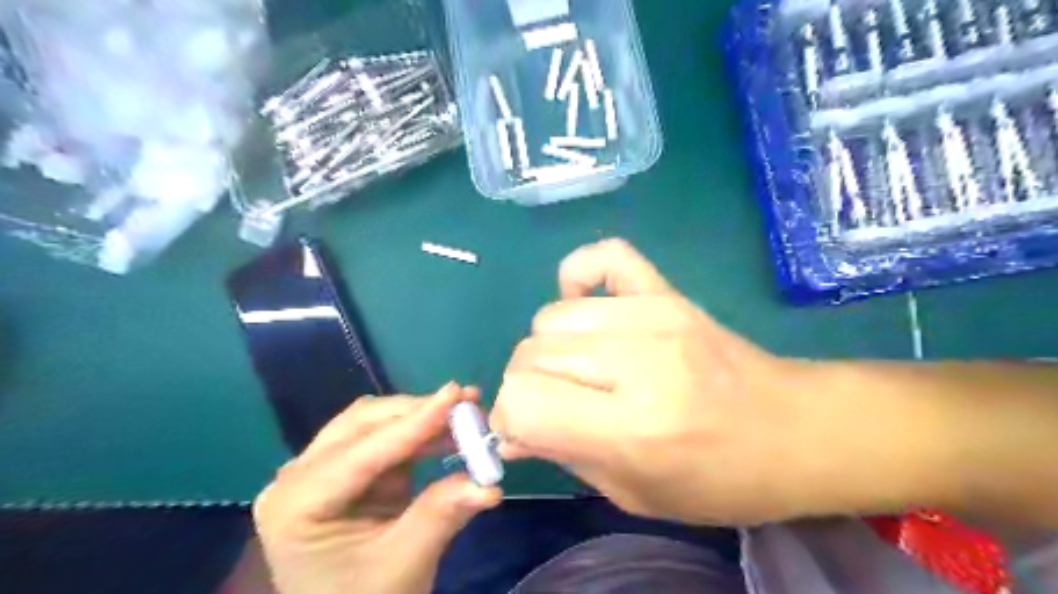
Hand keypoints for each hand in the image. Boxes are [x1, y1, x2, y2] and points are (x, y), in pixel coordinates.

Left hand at [256, 386, 502, 593]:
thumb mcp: (404, 566)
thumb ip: (441, 516)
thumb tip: (489, 485)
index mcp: (295, 506)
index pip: (362, 452)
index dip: (414, 422)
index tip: (456, 393)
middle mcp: (297, 477)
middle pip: (363, 424)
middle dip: (418, 412)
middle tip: (468, 404)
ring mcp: (317, 469)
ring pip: (372, 422)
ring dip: (419, 417)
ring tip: (464, 414)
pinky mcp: (342, 469)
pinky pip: (382, 437)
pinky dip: (416, 433)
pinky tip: (446, 432)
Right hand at [491, 239, 913, 525]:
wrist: (795, 429)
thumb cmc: (719, 480)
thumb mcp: (633, 494)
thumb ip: (562, 455)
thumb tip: (508, 429)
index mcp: (632, 427)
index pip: (522, 401)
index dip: (509, 419)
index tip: (525, 432)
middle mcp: (638, 361)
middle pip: (529, 354)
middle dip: (525, 387)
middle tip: (554, 406)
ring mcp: (654, 314)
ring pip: (551, 316)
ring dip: (549, 349)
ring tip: (578, 368)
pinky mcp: (667, 290)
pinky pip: (601, 257)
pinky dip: (579, 278)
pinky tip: (590, 309)